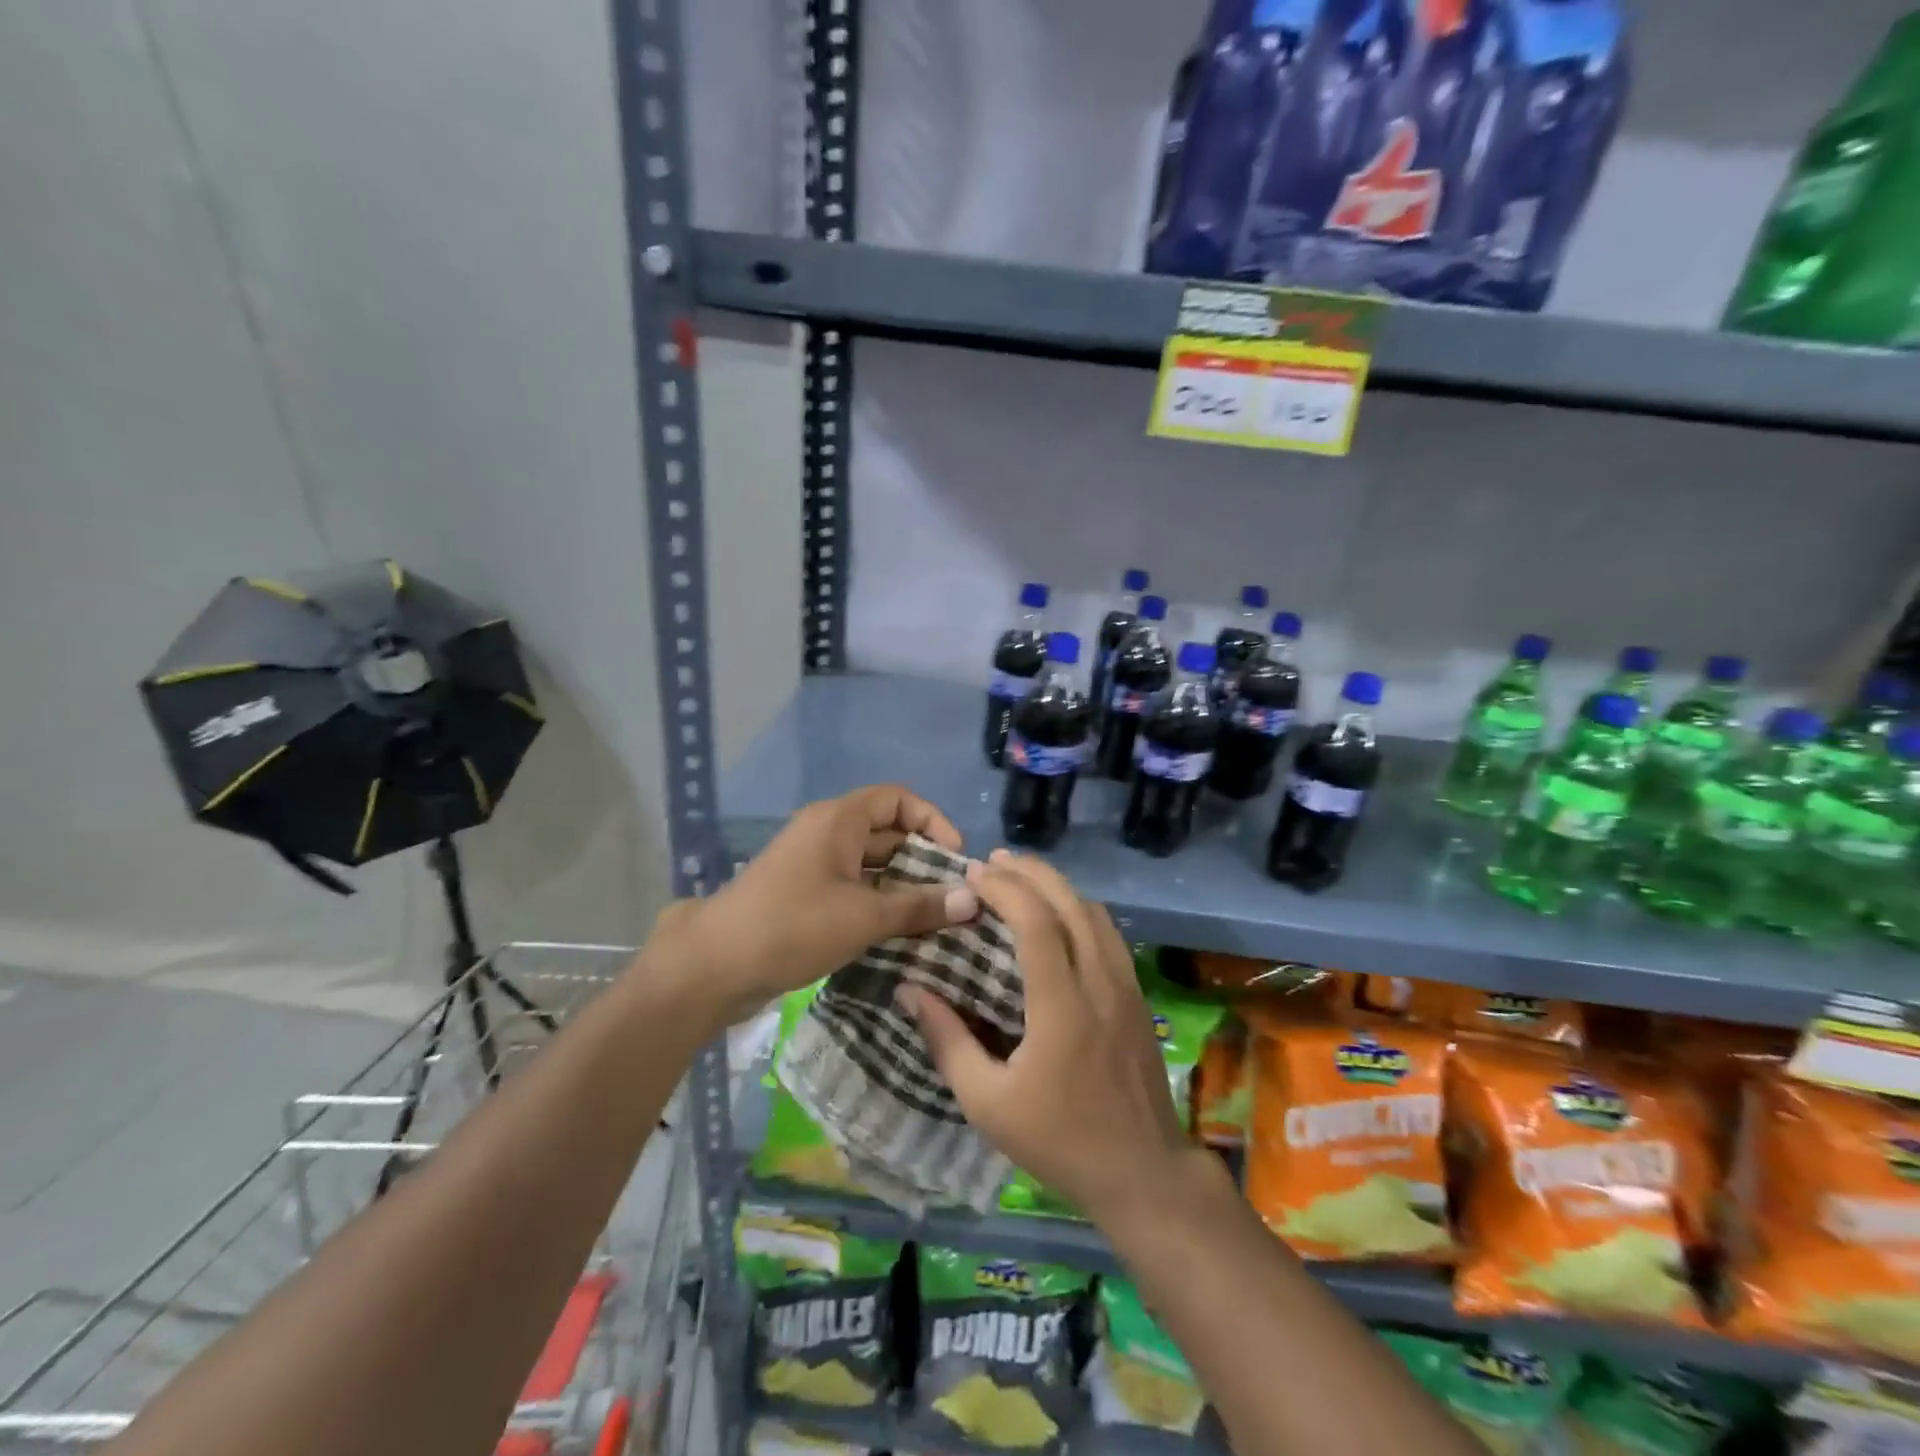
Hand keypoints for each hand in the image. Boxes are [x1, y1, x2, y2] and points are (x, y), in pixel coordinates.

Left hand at [648, 785, 978, 1025]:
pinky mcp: (804, 894)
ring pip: (871, 865)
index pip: (898, 799)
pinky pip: (853, 887)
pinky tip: (901, 933)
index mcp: (838, 820)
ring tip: (937, 918)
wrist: (714, 965)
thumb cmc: (793, 926)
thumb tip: (972, 899)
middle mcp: (826, 832)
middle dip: (923, 859)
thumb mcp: (864, 916)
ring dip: (903, 886)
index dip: (933, 821)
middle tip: (954, 896)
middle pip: (887, 832)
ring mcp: (812, 864)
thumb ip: (920, 906)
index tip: (955, 858)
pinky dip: (879, 902)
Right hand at [898, 851, 1204, 1227]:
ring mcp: (1125, 985)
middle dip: (1030, 872)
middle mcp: (1099, 981)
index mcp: (1062, 1006)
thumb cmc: (1060, 1141)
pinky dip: (1078, 907)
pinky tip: (1058, 914)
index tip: (973, 874)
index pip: (1037, 923)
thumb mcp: (988, 1104)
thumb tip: (910, 990)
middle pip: (1069, 903)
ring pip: (1094, 911)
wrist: (1143, 1172)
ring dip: (1056, 885)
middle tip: (992, 861)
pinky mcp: (1137, 994)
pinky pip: (1109, 932)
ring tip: (1020, 877)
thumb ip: (947, 1041)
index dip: (1004, 889)